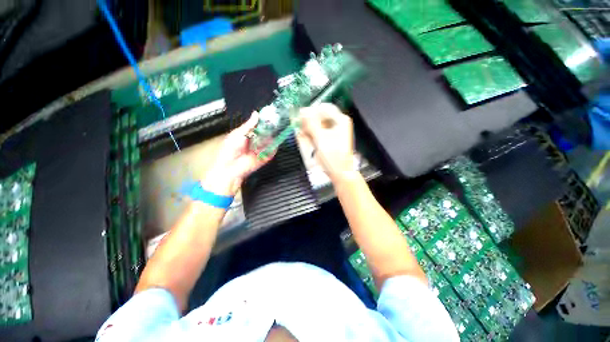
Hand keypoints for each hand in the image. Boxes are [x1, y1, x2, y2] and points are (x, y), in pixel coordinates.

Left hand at [204, 112, 272, 195]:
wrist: (231, 167)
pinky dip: (275, 147)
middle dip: (272, 128)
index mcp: (249, 134)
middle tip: (278, 121)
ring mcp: (262, 149)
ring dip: (274, 137)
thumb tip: (256, 113)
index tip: (272, 115)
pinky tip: (276, 141)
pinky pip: (272, 151)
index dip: (265, 121)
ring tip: (278, 130)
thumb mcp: (239, 133)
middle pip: (267, 133)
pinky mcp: (266, 157)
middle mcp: (256, 141)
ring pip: (271, 141)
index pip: (260, 126)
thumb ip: (249, 125)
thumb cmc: (230, 149)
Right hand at [300, 103, 354, 181]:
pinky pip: (318, 132)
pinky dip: (311, 135)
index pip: (323, 108)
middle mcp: (338, 123)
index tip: (299, 117)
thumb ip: (311, 124)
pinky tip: (307, 139)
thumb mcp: (320, 138)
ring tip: (303, 135)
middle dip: (309, 122)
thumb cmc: (333, 156)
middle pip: (320, 116)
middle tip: (300, 128)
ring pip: (317, 124)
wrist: (339, 172)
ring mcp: (334, 131)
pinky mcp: (329, 139)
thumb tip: (302, 111)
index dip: (311, 111)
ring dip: (309, 129)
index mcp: (340, 120)